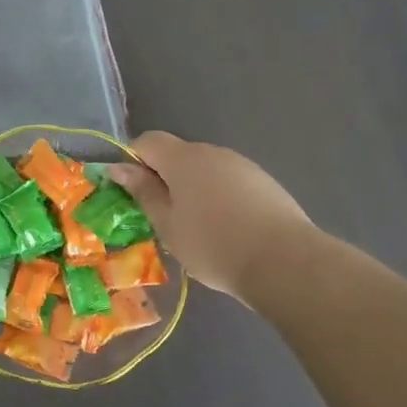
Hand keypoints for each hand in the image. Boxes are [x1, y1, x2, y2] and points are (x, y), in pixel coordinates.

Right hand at [108, 132, 314, 301]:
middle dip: (164, 178)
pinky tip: (227, 229)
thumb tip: (119, 168)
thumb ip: (143, 192)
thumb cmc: (214, 244)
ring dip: (192, 188)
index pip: (147, 142)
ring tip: (197, 227)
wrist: (287, 264)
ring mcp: (242, 165)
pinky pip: (229, 181)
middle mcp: (212, 152)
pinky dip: (219, 197)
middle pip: (177, 155)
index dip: (133, 161)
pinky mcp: (265, 182)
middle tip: (163, 215)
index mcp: (183, 158)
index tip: (134, 193)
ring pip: (204, 169)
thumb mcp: (167, 224)